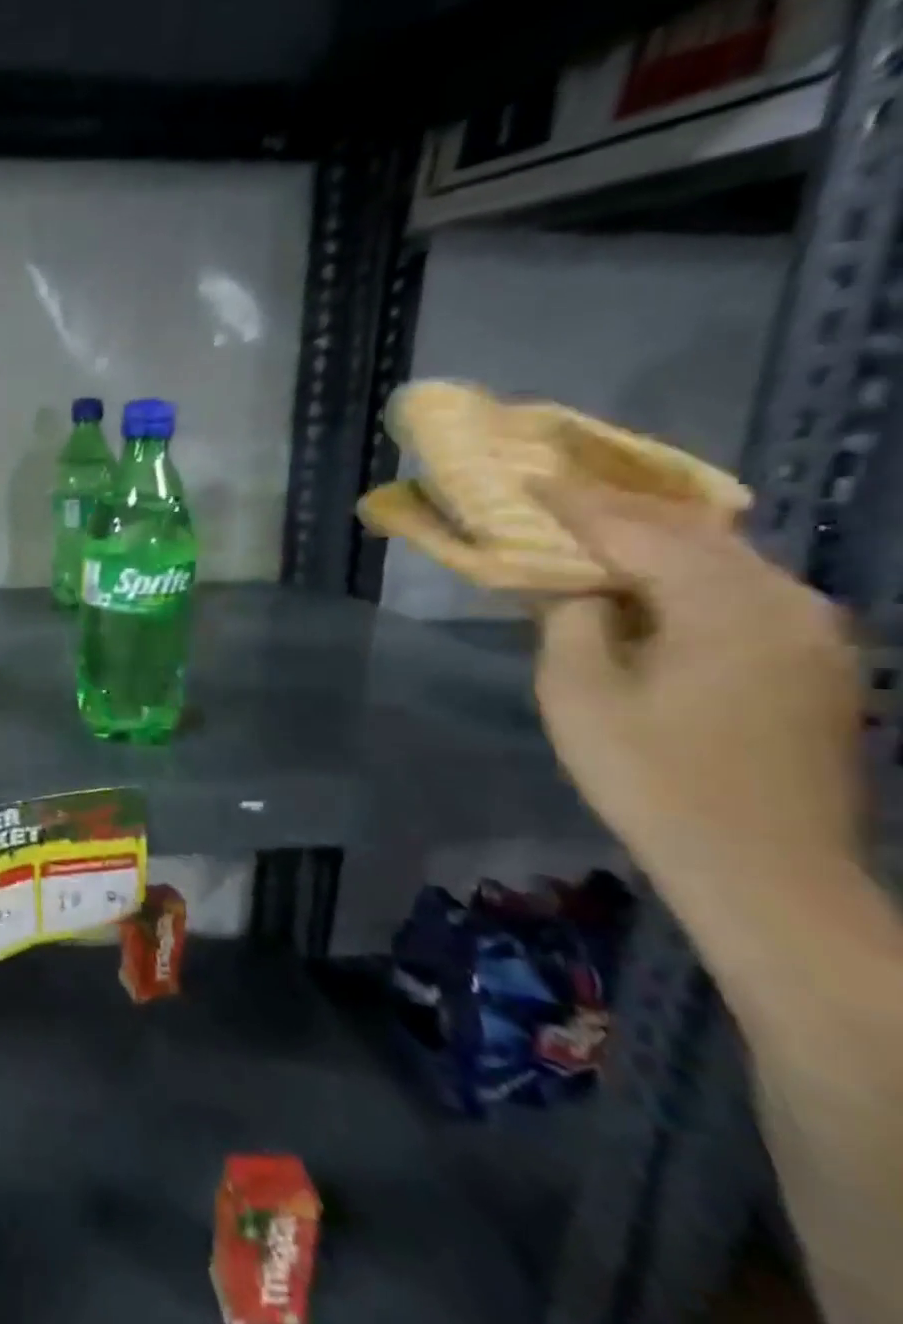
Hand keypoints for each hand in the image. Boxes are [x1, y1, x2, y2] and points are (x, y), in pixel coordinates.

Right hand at [533, 484, 864, 891]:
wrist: (763, 868)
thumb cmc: (652, 777)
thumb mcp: (579, 695)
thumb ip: (570, 621)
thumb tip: (576, 587)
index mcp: (727, 605)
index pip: (638, 532)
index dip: (576, 505)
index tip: (530, 480)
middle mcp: (787, 602)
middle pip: (693, 533)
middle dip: (621, 511)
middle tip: (559, 497)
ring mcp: (814, 632)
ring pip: (726, 559)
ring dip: (658, 540)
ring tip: (598, 531)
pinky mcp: (818, 661)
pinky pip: (746, 591)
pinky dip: (690, 573)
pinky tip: (654, 582)